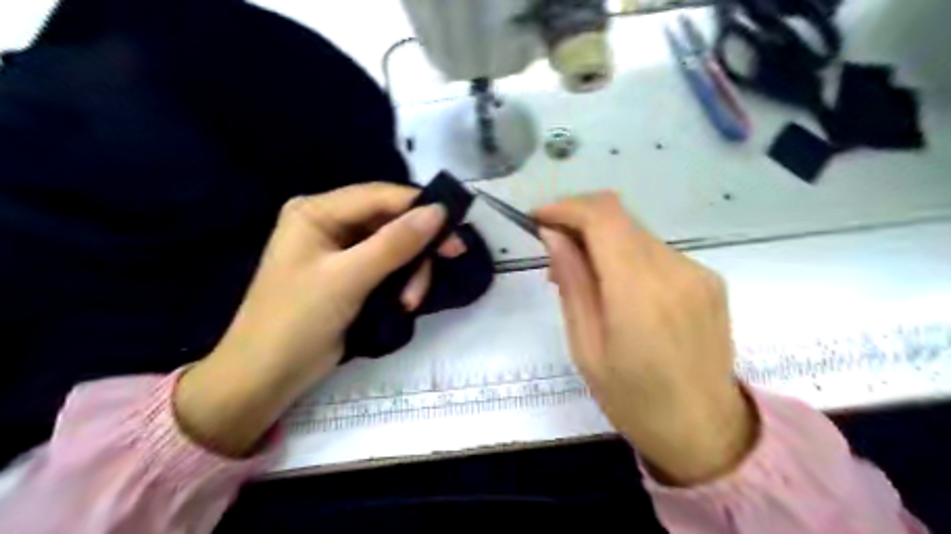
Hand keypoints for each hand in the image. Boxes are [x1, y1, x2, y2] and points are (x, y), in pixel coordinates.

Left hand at [175, 181, 465, 453]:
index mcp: (317, 211)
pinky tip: (404, 303)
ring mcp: (341, 251)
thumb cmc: (297, 319)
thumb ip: (395, 243)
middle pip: (390, 221)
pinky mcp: (351, 275)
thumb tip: (439, 211)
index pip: (379, 196)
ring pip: (394, 246)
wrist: (267, 376)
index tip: (455, 226)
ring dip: (411, 271)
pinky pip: (388, 266)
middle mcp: (329, 223)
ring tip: (411, 301)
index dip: (419, 207)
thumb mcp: (348, 278)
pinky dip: (402, 282)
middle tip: (452, 257)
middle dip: (418, 245)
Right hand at [534, 194, 757, 484]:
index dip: (565, 207)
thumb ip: (572, 284)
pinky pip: (657, 252)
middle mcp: (674, 270)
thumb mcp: (586, 348)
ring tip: (583, 276)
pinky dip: (628, 256)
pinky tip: (619, 288)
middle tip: (554, 253)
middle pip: (619, 217)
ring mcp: (698, 272)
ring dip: (603, 240)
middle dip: (579, 222)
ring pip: (637, 233)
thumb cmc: (633, 400)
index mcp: (639, 291)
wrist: (706, 431)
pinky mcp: (710, 280)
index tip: (538, 219)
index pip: (602, 217)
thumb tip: (554, 236)